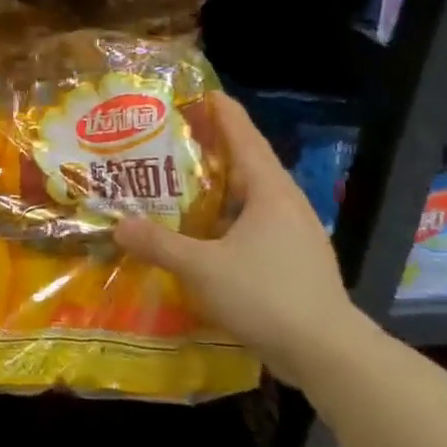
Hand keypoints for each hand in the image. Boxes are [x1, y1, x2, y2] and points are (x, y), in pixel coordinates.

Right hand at [114, 91, 355, 383]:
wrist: (326, 352)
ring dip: (221, 189)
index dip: (224, 114)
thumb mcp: (202, 268)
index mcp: (270, 192)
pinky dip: (228, 221)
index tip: (203, 93)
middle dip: (216, 149)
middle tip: (178, 139)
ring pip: (252, 200)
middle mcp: (287, 206)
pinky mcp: (294, 263)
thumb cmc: (266, 295)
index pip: (245, 139)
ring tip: (183, 184)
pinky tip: (205, 236)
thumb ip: (159, 245)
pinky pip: (255, 228)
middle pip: (249, 165)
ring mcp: (295, 236)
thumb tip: (120, 226)